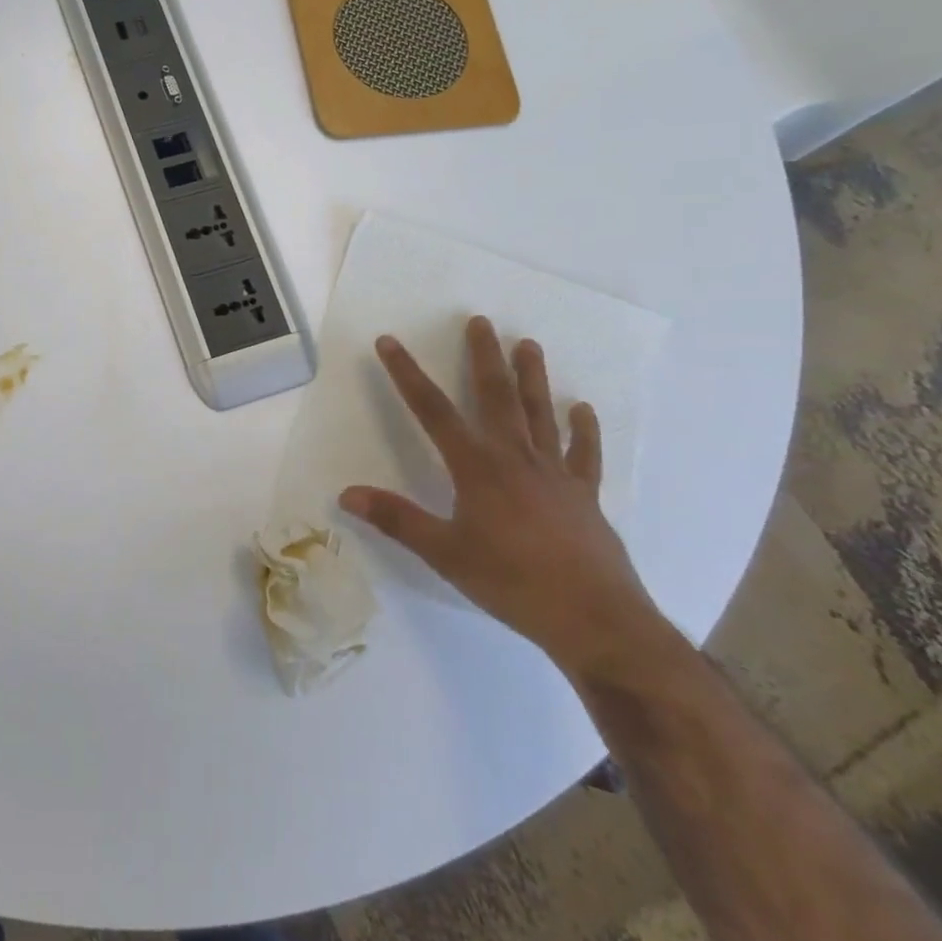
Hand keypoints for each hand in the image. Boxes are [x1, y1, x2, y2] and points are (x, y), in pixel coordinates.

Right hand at [340, 316, 665, 680]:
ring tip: (528, 344)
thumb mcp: (444, 553)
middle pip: (495, 397)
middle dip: (483, 357)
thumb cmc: (511, 583)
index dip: (406, 374)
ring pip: (539, 414)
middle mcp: (515, 457)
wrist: (594, 619)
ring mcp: (554, 473)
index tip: (389, 342)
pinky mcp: (584, 494)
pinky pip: (584, 454)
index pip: (432, 411)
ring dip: (532, 377)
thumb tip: (346, 494)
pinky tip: (582, 408)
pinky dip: (583, 429)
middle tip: (480, 321)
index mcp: (476, 467)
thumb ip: (396, 519)